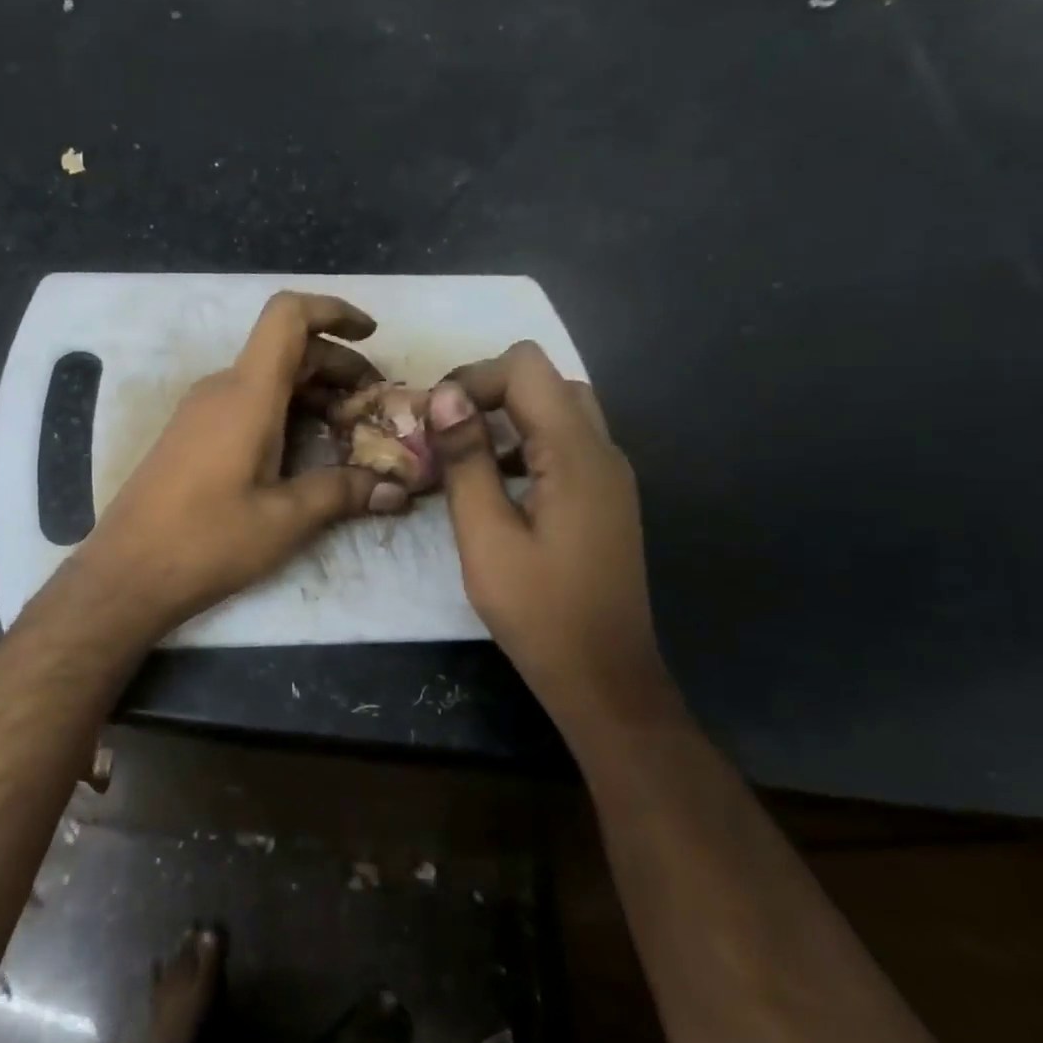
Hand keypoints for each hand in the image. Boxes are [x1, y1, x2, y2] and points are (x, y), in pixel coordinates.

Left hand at [77, 292, 388, 637]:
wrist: (127, 572)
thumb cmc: (207, 541)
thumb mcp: (285, 519)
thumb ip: (343, 493)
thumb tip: (397, 490)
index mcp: (247, 393)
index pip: (288, 316)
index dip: (333, 311)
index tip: (370, 333)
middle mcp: (222, 389)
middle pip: (287, 351)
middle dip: (338, 368)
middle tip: (375, 407)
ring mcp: (201, 411)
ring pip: (268, 380)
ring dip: (313, 394)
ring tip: (349, 433)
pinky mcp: (191, 436)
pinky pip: (247, 404)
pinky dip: (285, 412)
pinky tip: (304, 454)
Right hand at [426, 342, 670, 724]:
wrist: (602, 674)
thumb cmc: (538, 610)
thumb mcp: (485, 535)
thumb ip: (466, 460)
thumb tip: (444, 396)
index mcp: (576, 453)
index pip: (526, 368)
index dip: (472, 379)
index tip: (432, 421)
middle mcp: (603, 450)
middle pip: (546, 380)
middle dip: (488, 391)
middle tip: (444, 432)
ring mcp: (609, 473)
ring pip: (558, 409)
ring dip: (507, 416)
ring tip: (462, 455)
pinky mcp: (604, 496)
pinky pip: (565, 443)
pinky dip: (525, 442)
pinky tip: (495, 482)